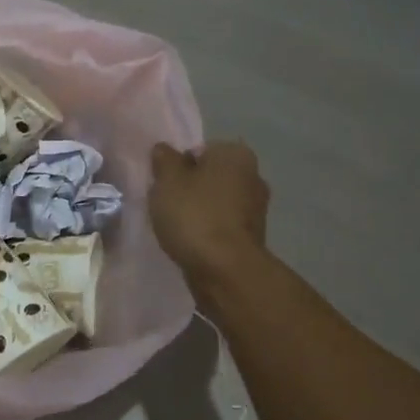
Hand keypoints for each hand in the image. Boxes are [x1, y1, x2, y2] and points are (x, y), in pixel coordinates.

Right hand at [149, 140, 270, 295]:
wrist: (224, 269)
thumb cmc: (195, 215)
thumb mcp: (168, 181)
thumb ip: (164, 161)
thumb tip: (164, 149)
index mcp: (236, 154)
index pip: (200, 150)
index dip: (178, 166)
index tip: (163, 185)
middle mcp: (253, 176)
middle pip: (210, 177)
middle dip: (190, 189)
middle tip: (166, 206)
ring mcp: (256, 209)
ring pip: (217, 202)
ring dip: (199, 212)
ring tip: (176, 228)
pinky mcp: (252, 237)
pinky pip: (222, 226)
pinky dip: (208, 232)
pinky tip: (192, 244)